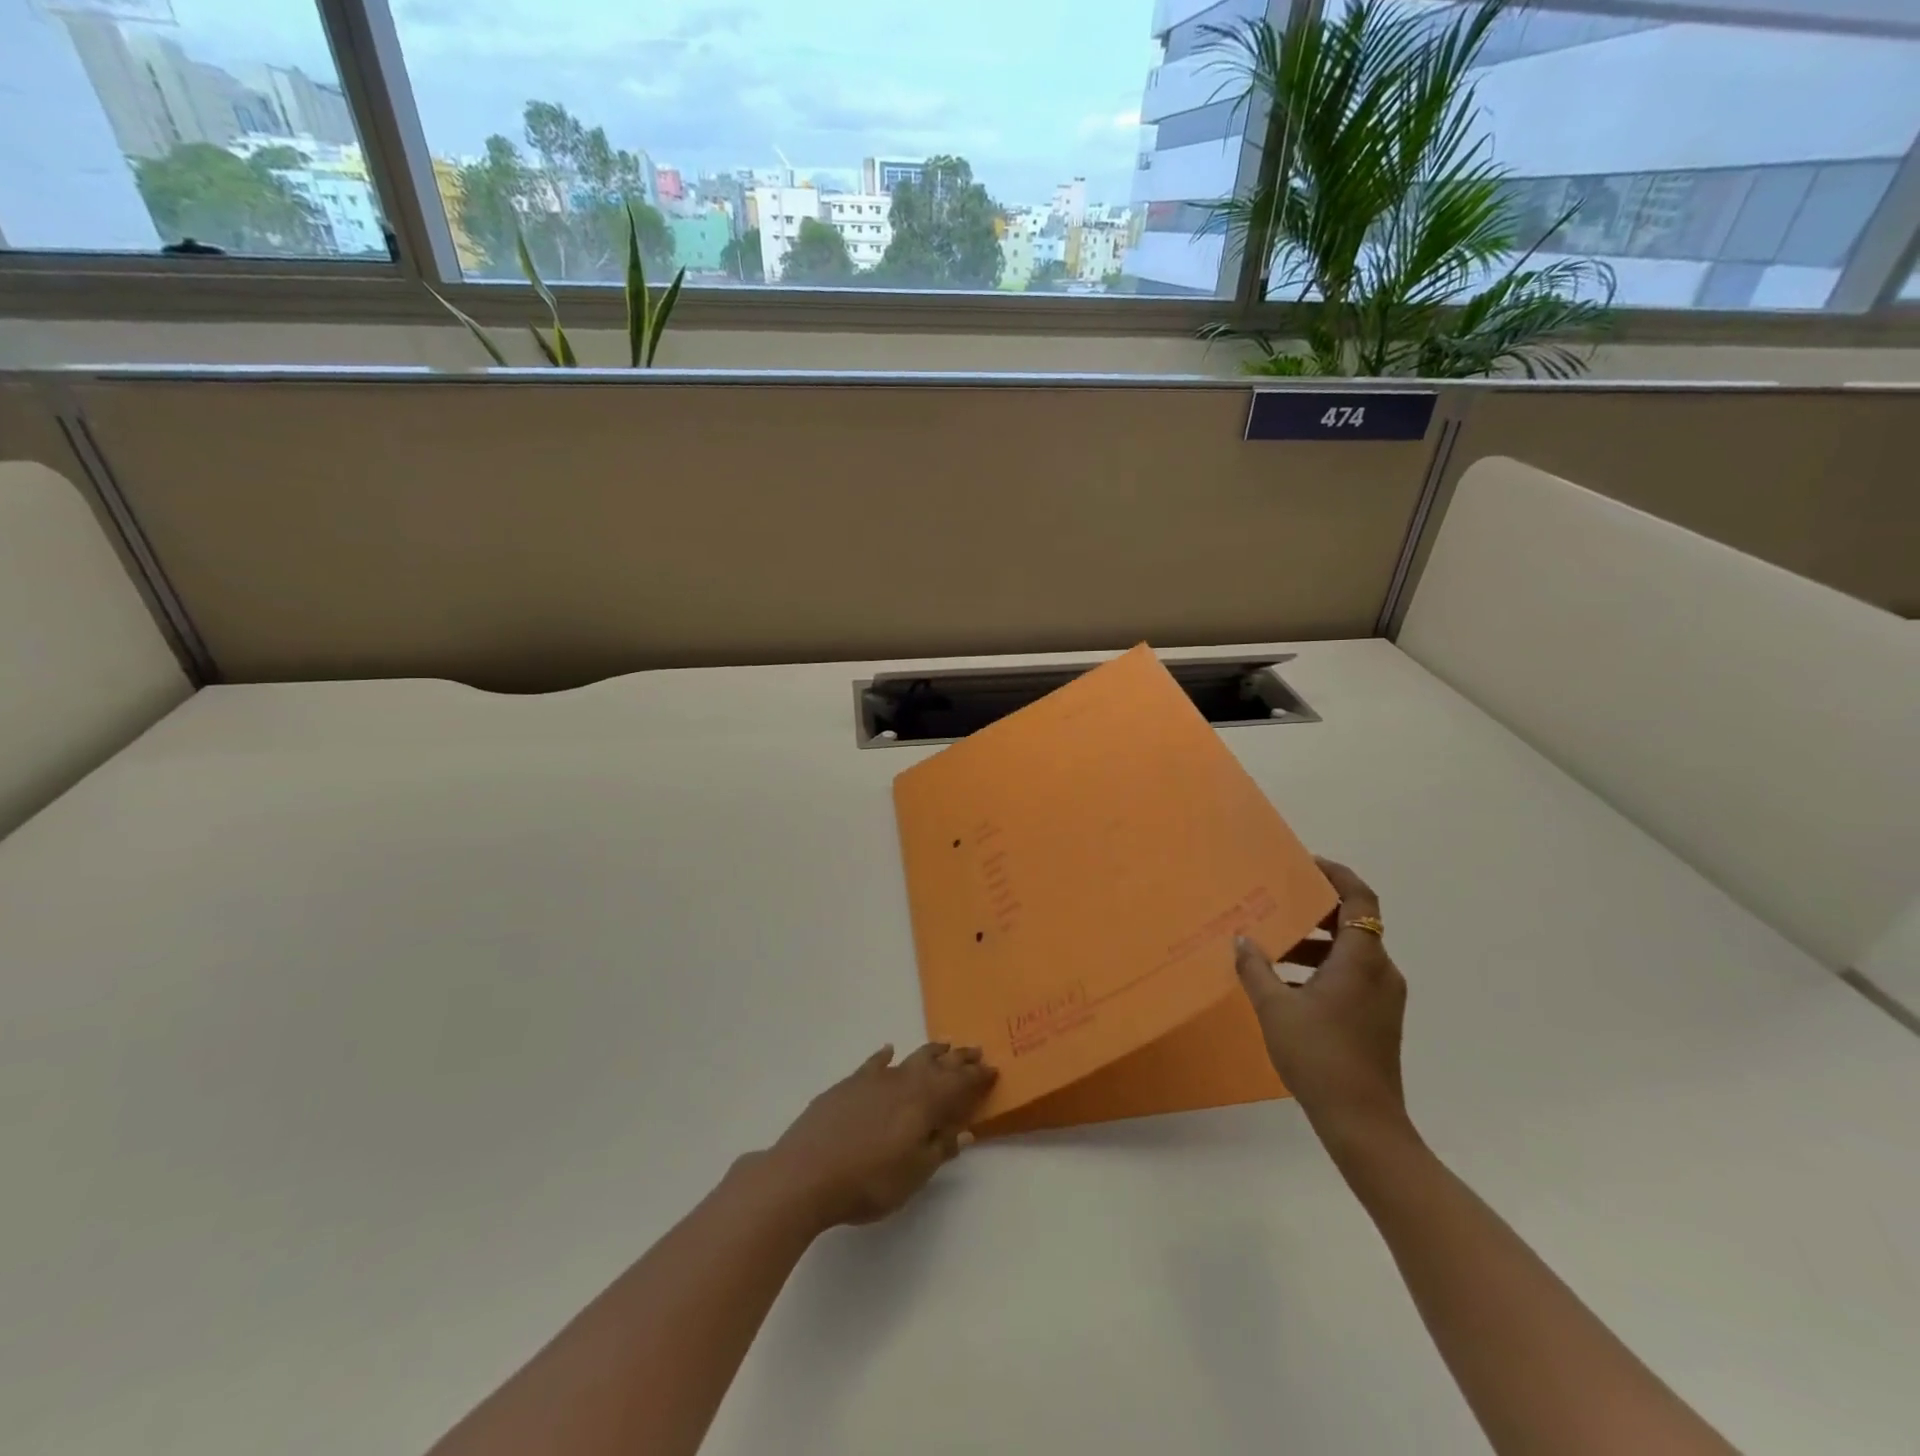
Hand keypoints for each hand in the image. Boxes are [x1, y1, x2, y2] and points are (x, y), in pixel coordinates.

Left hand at [761, 1043, 997, 1229]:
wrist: (805, 1173)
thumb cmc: (867, 1181)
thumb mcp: (913, 1174)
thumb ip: (939, 1149)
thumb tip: (964, 1131)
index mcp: (924, 1103)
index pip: (958, 1084)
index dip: (976, 1078)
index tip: (992, 1070)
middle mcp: (902, 1082)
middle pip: (937, 1065)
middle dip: (958, 1059)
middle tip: (975, 1051)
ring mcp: (872, 1080)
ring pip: (908, 1059)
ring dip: (929, 1053)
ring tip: (944, 1046)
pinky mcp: (847, 1085)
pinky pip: (874, 1063)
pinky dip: (885, 1056)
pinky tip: (888, 1051)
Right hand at [1233, 858, 1408, 1138]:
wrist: (1363, 1123)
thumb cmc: (1319, 1056)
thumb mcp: (1275, 1008)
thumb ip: (1256, 968)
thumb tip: (1242, 938)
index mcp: (1361, 959)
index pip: (1359, 899)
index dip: (1336, 875)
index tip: (1305, 864)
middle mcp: (1381, 971)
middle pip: (1353, 924)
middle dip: (1313, 911)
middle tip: (1276, 904)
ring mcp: (1383, 998)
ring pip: (1350, 953)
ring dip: (1313, 944)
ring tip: (1272, 950)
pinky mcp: (1378, 1019)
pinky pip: (1351, 976)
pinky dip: (1322, 969)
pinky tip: (1286, 987)